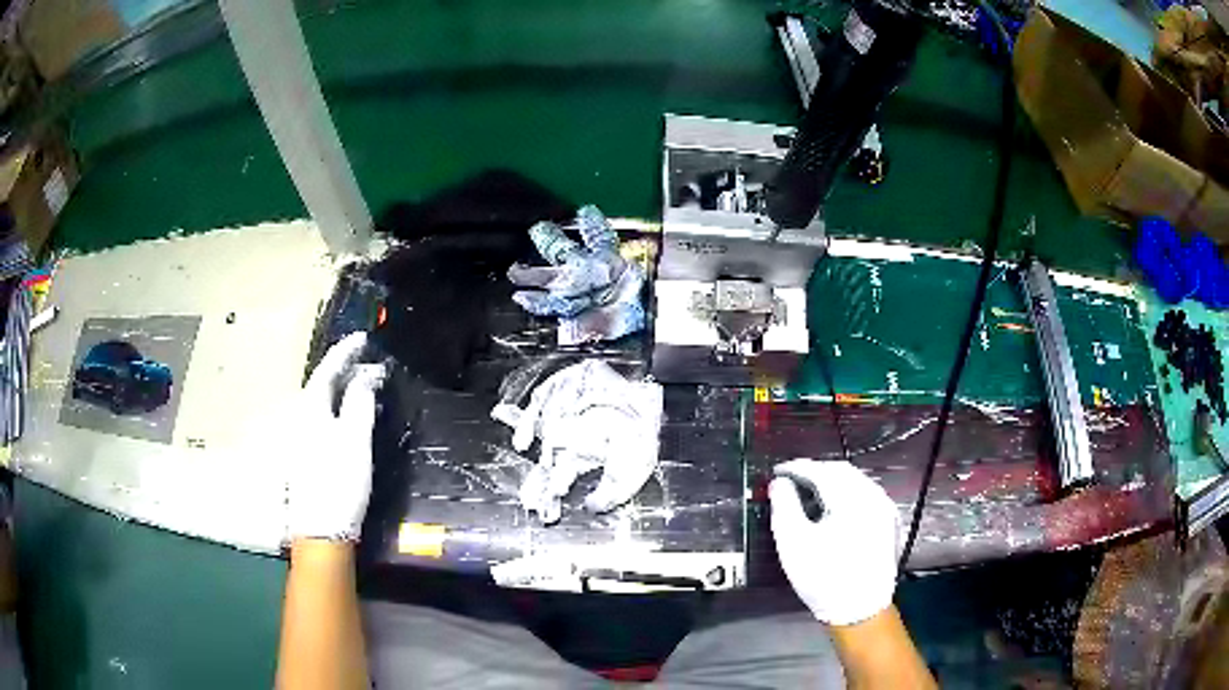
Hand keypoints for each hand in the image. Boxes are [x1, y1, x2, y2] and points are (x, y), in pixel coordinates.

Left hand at [286, 332, 385, 542]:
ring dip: (343, 392)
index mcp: (310, 408)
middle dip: (346, 371)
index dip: (346, 352)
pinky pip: (322, 419)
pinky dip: (338, 410)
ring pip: (322, 403)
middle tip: (371, 366)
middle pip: (323, 384)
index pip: (328, 369)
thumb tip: (367, 375)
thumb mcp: (356, 439)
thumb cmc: (339, 480)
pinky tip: (349, 418)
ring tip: (365, 388)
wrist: (321, 529)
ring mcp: (299, 437)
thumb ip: (360, 402)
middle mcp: (299, 417)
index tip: (363, 338)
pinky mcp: (304, 454)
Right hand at [769, 460, 899, 625]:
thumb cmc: (823, 577)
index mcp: (852, 498)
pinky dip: (847, 493)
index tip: (777, 471)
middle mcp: (873, 496)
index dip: (797, 467)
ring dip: (832, 481)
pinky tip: (834, 507)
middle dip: (815, 471)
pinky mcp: (889, 523)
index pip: (821, 470)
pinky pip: (866, 495)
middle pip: (842, 471)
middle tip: (791, 479)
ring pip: (857, 482)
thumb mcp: (794, 543)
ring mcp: (885, 509)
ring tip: (809, 491)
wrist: (860, 610)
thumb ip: (784, 506)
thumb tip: (780, 482)